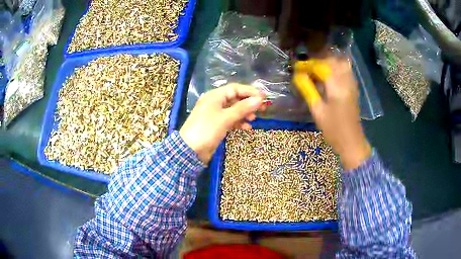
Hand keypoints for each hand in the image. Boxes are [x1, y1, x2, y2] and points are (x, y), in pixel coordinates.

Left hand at [180, 83, 264, 163]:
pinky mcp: (216, 125)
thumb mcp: (226, 118)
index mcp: (215, 96)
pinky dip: (239, 122)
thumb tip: (259, 99)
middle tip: (262, 109)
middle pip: (235, 98)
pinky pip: (230, 120)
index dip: (250, 92)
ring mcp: (215, 114)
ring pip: (234, 110)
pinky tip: (247, 127)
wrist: (190, 150)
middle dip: (249, 103)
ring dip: (244, 113)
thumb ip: (243, 108)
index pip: (235, 89)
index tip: (264, 98)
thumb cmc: (207, 130)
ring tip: (254, 119)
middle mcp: (215, 102)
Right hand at [294, 57, 370, 169]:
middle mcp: (346, 81)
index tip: (297, 68)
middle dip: (318, 61)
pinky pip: (346, 70)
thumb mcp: (317, 111)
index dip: (307, 65)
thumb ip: (308, 90)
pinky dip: (336, 67)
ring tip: (317, 71)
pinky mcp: (354, 88)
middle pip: (332, 61)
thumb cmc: (333, 129)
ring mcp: (352, 84)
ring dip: (328, 63)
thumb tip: (297, 75)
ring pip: (341, 63)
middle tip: (307, 69)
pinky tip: (329, 75)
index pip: (321, 66)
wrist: (351, 142)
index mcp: (336, 87)